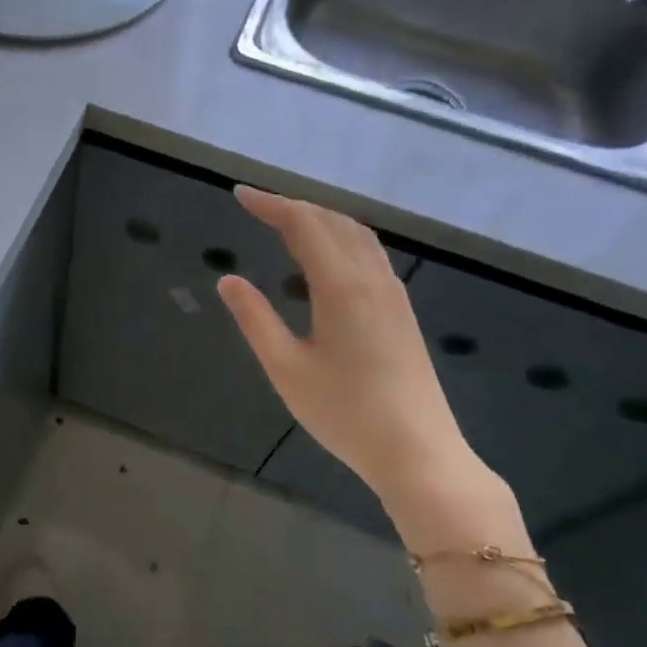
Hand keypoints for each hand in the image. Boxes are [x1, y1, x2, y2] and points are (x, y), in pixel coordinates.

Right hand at [214, 186, 522, 551]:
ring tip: (286, 224)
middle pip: (333, 221)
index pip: (304, 224)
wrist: (418, 451)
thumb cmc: (345, 414)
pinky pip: (370, 253)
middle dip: (293, 206)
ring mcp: (393, 293)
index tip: (240, 196)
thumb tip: (228, 279)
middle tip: (257, 208)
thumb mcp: (286, 369)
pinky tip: (326, 259)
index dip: (270, 204)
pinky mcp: (402, 310)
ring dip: (320, 219)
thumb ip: (255, 320)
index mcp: (341, 287)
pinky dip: (341, 238)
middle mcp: (372, 279)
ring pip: (357, 234)